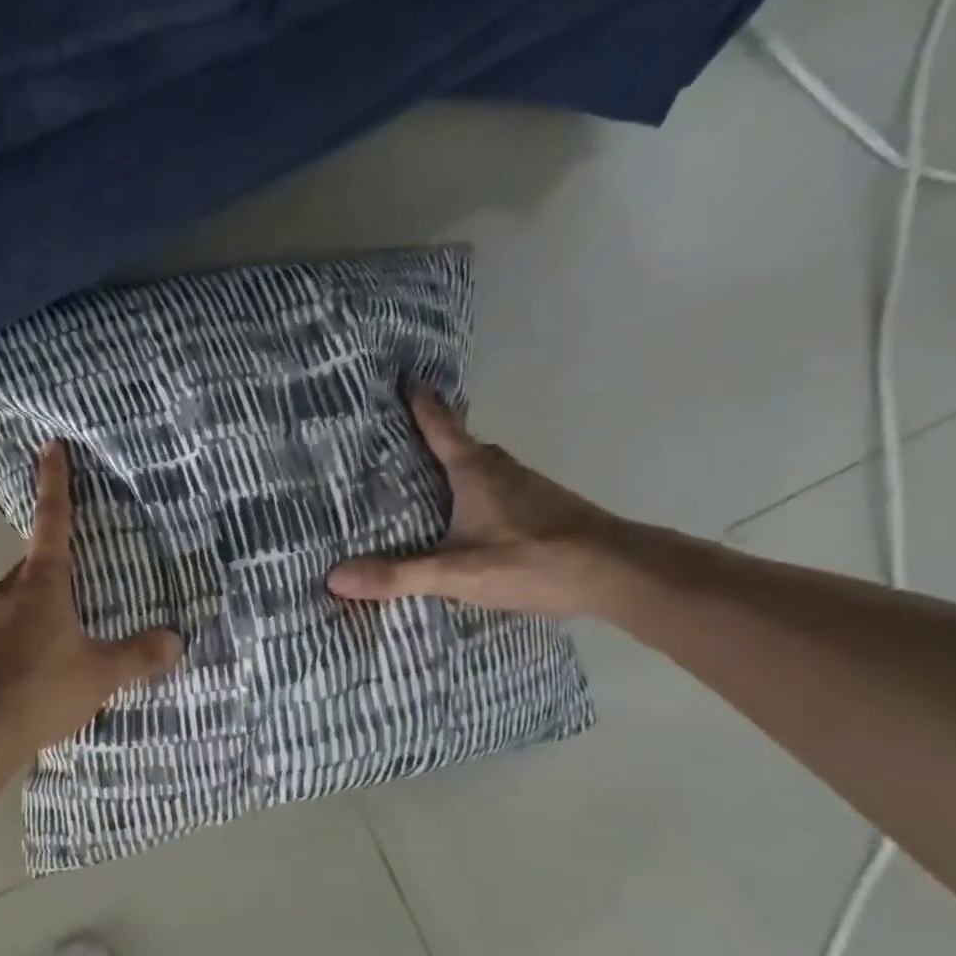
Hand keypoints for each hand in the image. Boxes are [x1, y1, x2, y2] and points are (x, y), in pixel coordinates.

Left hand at [0, 442, 182, 749]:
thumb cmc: (41, 689)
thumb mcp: (100, 675)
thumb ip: (138, 655)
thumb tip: (175, 640)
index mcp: (42, 582)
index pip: (53, 520)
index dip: (55, 482)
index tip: (51, 446)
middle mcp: (8, 589)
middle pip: (37, 564)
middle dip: (58, 568)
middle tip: (85, 585)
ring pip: (19, 597)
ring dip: (41, 605)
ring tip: (66, 635)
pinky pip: (5, 625)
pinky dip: (23, 632)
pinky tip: (36, 664)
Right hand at [327, 388, 631, 616]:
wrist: (621, 574)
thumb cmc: (534, 559)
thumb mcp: (456, 572)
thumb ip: (398, 575)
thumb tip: (334, 576)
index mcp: (476, 472)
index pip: (442, 427)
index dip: (422, 404)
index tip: (405, 378)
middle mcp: (502, 471)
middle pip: (462, 445)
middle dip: (435, 438)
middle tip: (400, 438)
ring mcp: (528, 490)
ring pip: (482, 469)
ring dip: (456, 468)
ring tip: (426, 479)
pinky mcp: (544, 511)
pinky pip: (498, 490)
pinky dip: (475, 493)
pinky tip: (468, 519)